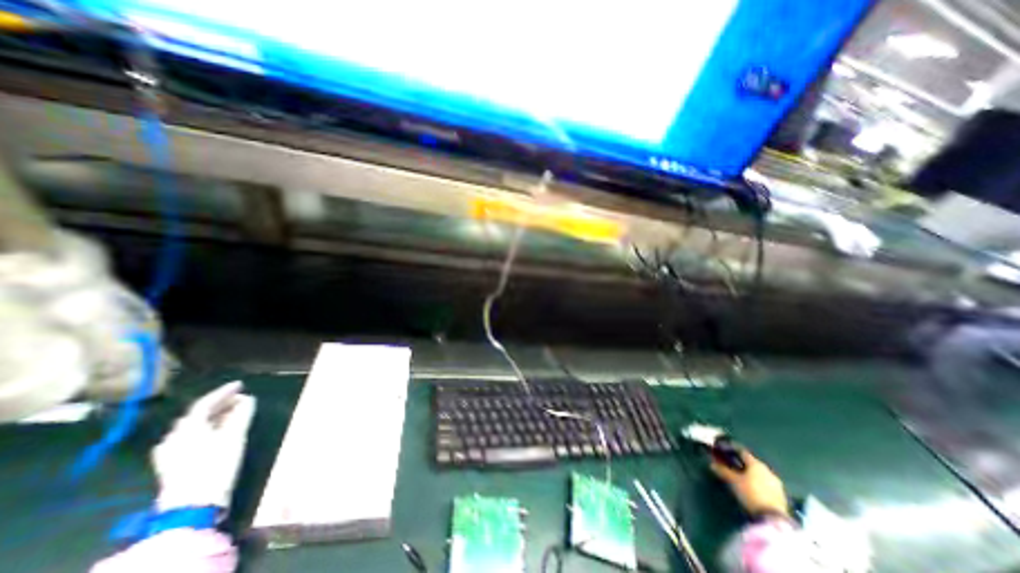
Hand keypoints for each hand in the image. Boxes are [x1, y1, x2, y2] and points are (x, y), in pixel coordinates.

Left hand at [153, 381, 255, 509]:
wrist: (192, 504)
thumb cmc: (215, 465)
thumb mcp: (234, 437)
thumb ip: (241, 415)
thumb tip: (247, 399)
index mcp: (187, 428)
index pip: (204, 403)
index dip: (223, 392)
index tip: (240, 384)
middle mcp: (174, 437)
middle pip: (198, 414)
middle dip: (220, 404)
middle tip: (240, 398)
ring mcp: (170, 452)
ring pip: (194, 427)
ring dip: (214, 417)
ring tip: (234, 413)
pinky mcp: (173, 464)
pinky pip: (191, 438)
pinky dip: (207, 429)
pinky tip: (217, 432)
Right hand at [711, 450, 785, 517]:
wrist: (773, 519)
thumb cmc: (750, 493)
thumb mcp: (733, 481)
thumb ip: (723, 471)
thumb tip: (712, 464)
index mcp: (756, 463)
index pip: (742, 452)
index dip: (732, 451)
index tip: (724, 453)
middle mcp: (767, 470)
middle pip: (752, 463)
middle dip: (742, 464)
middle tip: (732, 466)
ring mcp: (776, 483)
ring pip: (760, 474)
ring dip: (751, 474)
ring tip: (742, 479)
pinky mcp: (781, 495)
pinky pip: (766, 484)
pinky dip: (758, 483)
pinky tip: (753, 489)